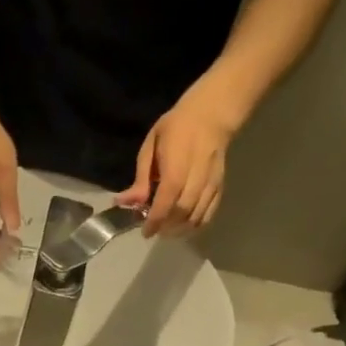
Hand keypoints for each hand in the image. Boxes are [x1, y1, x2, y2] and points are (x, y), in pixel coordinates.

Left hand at [118, 74, 244, 237]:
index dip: (155, 220)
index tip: (145, 232)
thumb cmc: (177, 127)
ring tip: (167, 230)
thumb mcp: (151, 146)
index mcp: (177, 164)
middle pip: (182, 211)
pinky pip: (209, 213)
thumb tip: (125, 202)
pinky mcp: (220, 186)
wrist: (212, 113)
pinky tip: (184, 226)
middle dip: (167, 226)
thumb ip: (141, 178)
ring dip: (180, 229)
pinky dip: (196, 224)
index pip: (166, 199)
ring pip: (197, 216)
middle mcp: (196, 175)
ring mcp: (211, 182)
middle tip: (155, 229)